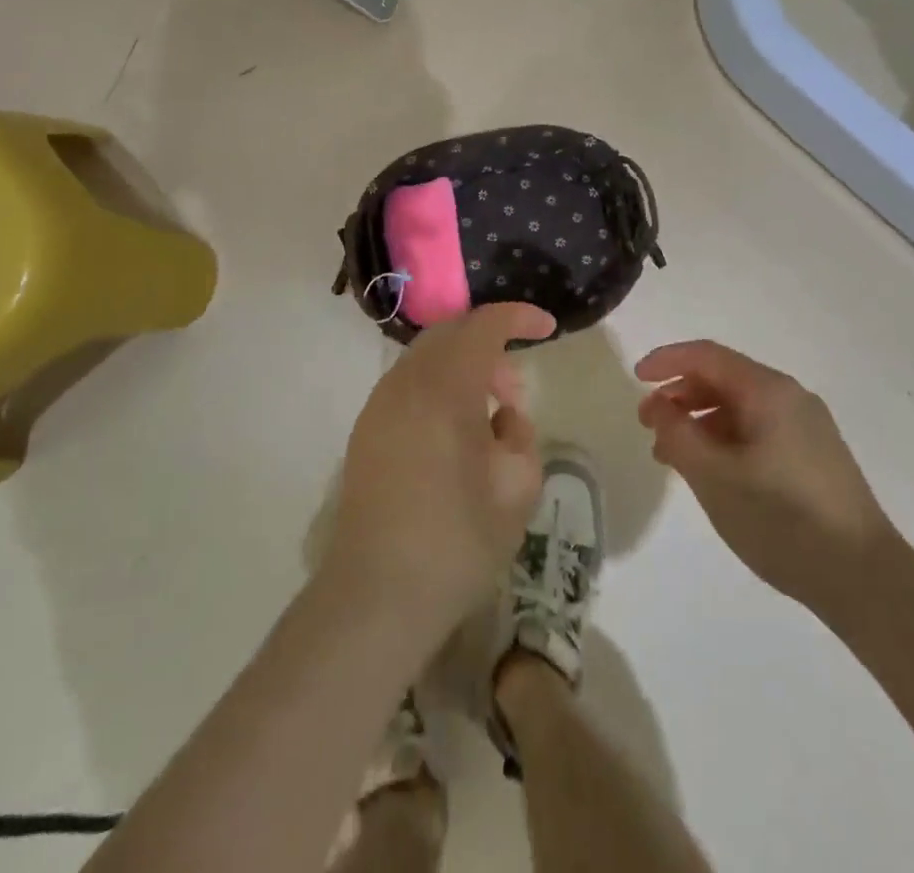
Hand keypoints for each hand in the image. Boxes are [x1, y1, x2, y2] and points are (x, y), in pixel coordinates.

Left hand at [325, 303, 555, 638]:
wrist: (375, 596)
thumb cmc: (456, 542)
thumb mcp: (517, 489)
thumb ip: (520, 435)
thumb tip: (503, 418)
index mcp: (444, 388)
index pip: (483, 325)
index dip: (519, 317)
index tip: (548, 328)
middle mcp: (405, 383)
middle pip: (450, 334)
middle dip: (489, 346)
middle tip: (516, 391)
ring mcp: (379, 405)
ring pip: (427, 359)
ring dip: (463, 369)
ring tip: (489, 419)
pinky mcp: (365, 430)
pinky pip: (408, 386)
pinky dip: (438, 389)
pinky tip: (454, 436)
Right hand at [636, 340, 894, 618]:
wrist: (866, 580)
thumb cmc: (782, 520)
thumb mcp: (715, 477)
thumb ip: (678, 434)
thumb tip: (658, 406)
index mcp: (768, 391)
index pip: (707, 356)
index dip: (666, 361)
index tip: (635, 379)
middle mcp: (790, 398)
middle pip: (723, 378)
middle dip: (680, 394)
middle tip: (648, 424)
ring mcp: (806, 427)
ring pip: (739, 407)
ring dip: (699, 421)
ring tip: (672, 456)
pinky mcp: (813, 456)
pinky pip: (757, 430)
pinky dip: (724, 439)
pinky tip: (710, 472)